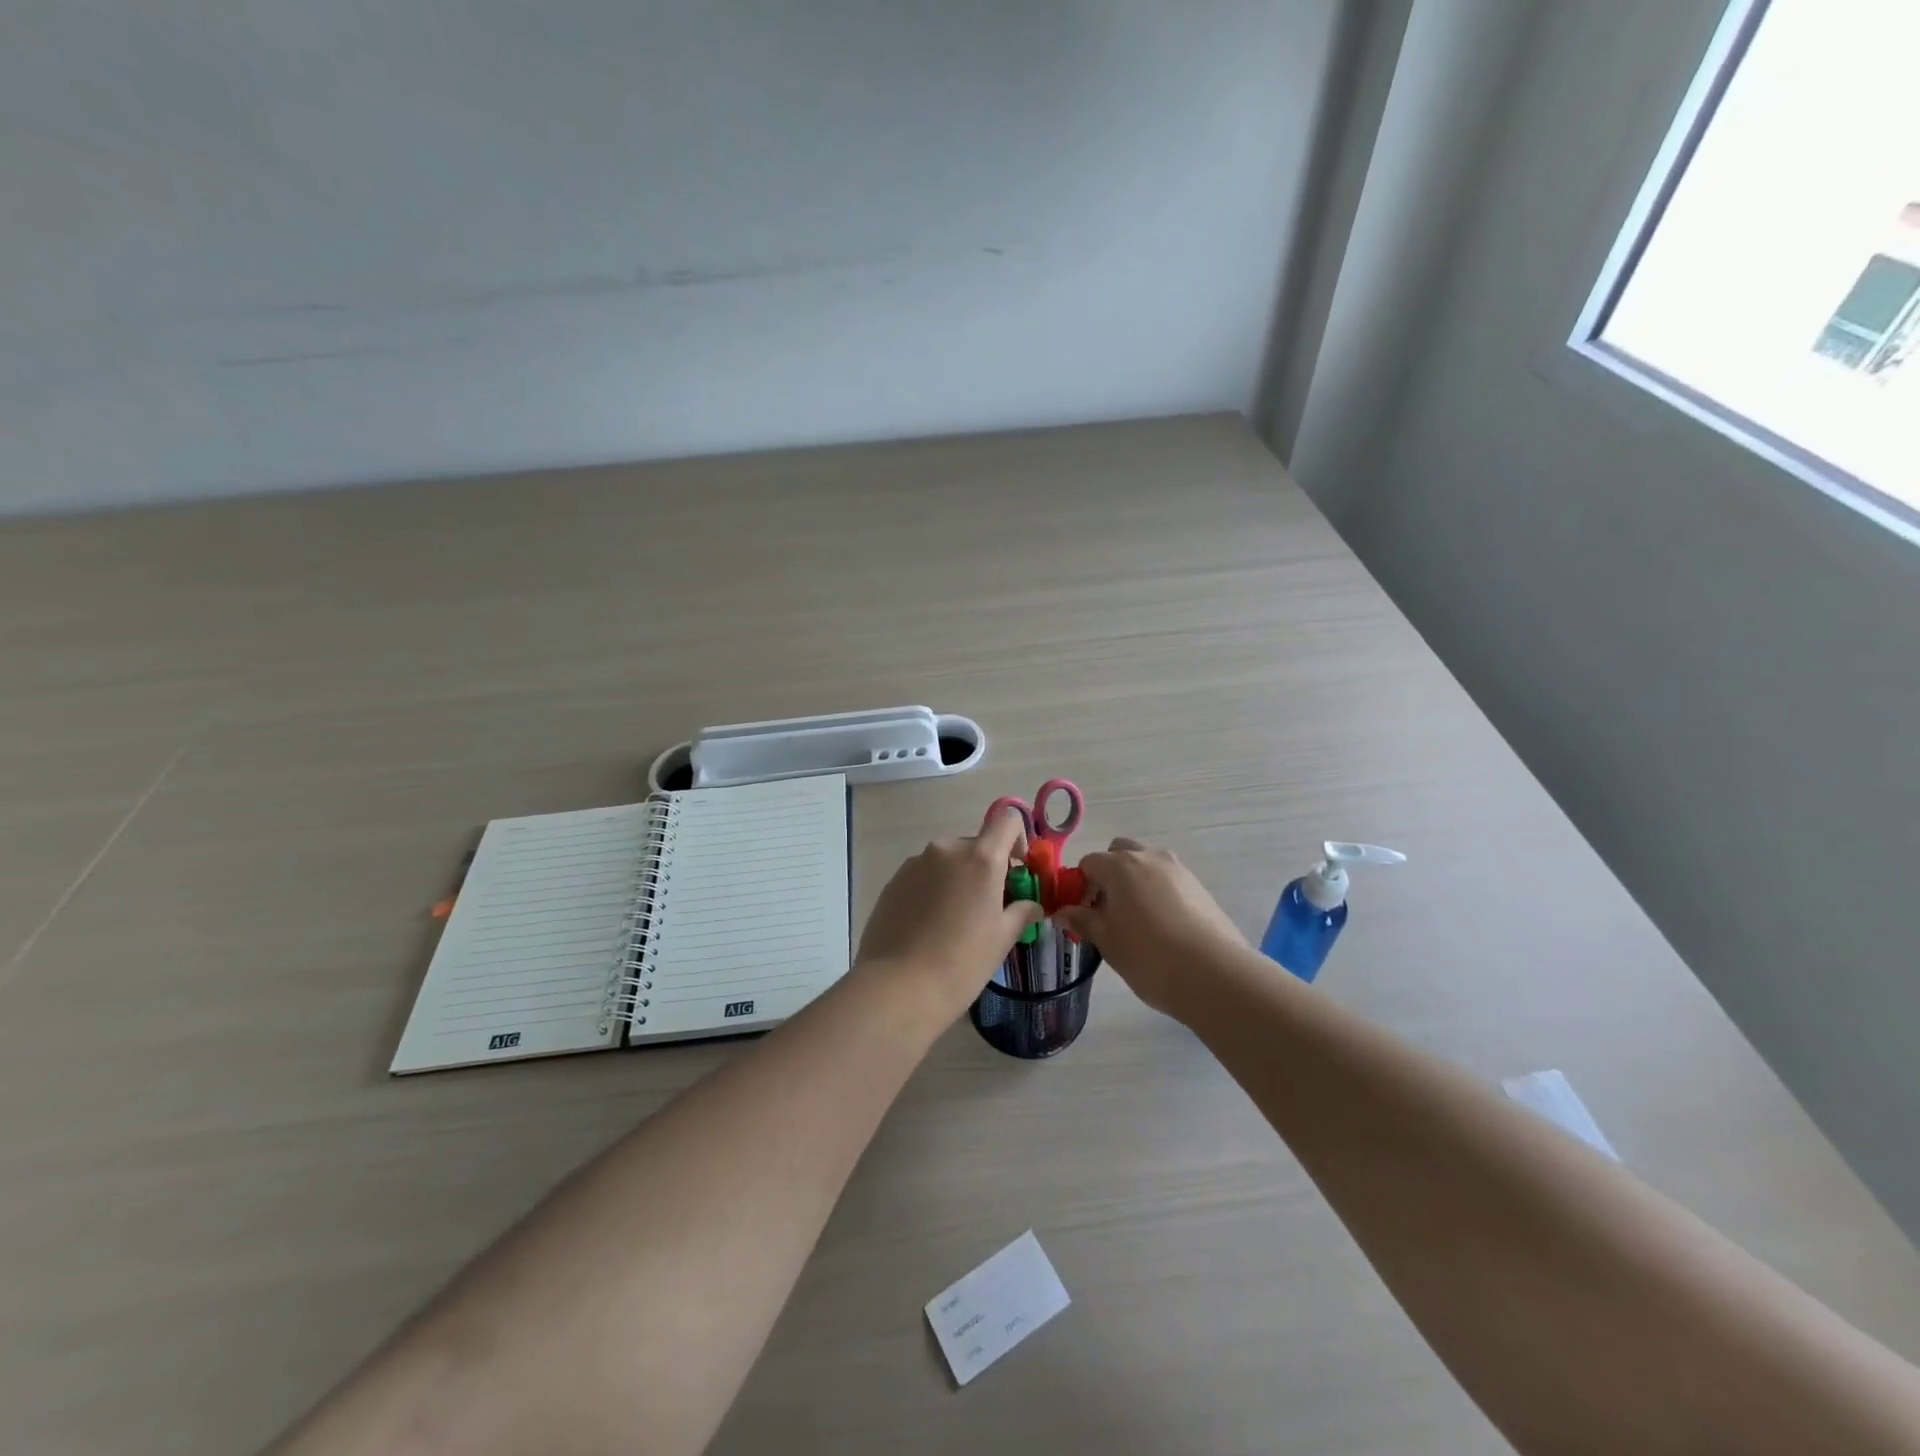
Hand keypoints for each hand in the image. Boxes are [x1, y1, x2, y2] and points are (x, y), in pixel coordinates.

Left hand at [856, 807, 1042, 1014]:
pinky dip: (932, 890)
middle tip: (988, 906)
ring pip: (947, 861)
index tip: (1017, 872)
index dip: (1017, 840)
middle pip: (975, 845)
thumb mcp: (1002, 938)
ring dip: (957, 879)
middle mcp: (947, 849)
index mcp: (980, 857)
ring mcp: (915, 863)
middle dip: (986, 868)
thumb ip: (1021, 912)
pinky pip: (923, 876)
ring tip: (954, 921)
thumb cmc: (962, 961)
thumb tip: (1032, 905)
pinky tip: (929, 926)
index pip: (1007, 821)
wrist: (898, 986)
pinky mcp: (893, 881)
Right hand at [1055, 838, 1246, 1017]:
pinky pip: (1167, 880)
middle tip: (1107, 912)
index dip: (1079, 887)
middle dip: (1108, 875)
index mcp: (1119, 865)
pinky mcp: (1198, 886)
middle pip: (1118, 853)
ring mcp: (1177, 869)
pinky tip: (1161, 926)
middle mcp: (1148, 857)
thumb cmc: (1148, 956)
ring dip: (1134, 882)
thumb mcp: (1107, 941)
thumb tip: (1062, 912)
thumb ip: (1082, 921)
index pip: (1088, 863)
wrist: (1213, 973)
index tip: (1082, 914)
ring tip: (1136, 921)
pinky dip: (1157, 892)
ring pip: (1146, 865)